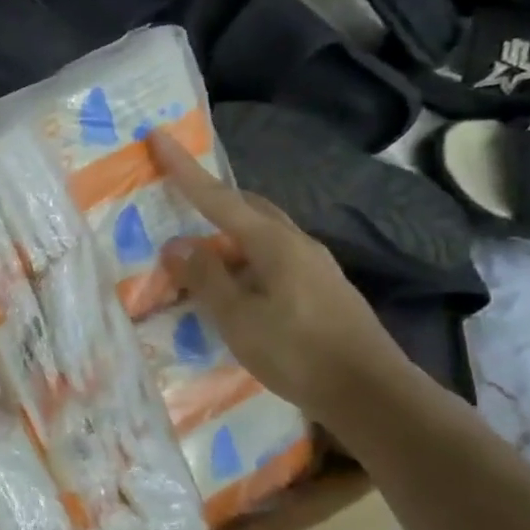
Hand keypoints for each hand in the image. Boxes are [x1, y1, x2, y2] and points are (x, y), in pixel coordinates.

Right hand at [152, 133, 411, 422]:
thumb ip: (204, 278)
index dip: (184, 169)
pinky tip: (233, 289)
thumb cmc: (296, 352)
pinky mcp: (321, 290)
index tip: (158, 137)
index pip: (218, 198)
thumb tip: (176, 244)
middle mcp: (297, 243)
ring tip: (198, 259)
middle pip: (246, 209)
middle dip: (210, 201)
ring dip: (226, 238)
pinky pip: (271, 260)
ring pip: (261, 236)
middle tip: (177, 204)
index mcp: (273, 243)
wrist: (370, 393)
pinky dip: (243, 262)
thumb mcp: (237, 317)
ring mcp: (314, 266)